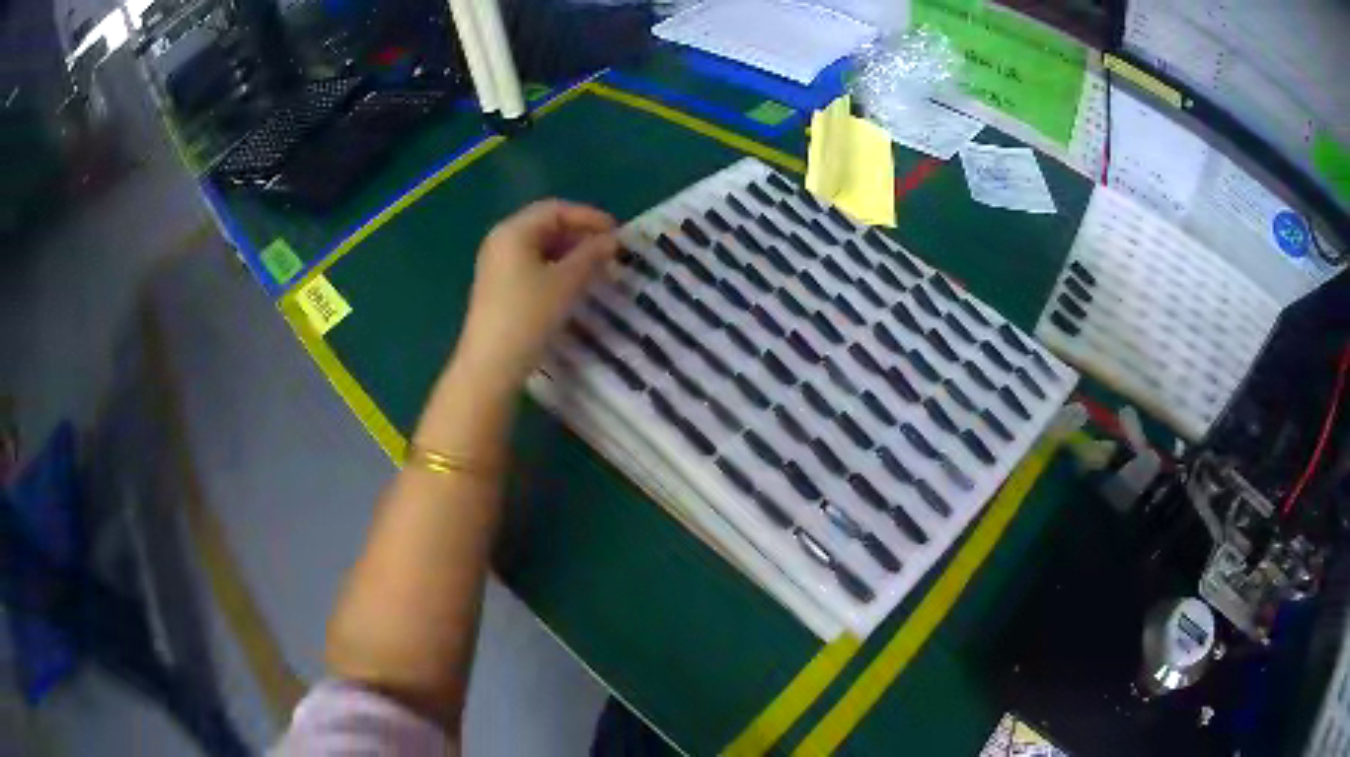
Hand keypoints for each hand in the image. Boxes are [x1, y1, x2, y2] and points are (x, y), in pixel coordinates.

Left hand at [451, 200, 618, 394]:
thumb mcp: (567, 282)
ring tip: (598, 270)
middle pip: (546, 226)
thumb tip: (613, 241)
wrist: (491, 364)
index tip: (618, 234)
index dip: (589, 217)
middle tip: (610, 253)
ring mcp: (496, 266)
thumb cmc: (529, 315)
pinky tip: (574, 286)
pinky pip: (531, 267)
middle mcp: (501, 241)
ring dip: (570, 254)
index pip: (556, 210)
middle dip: (580, 236)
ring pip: (540, 248)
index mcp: (514, 231)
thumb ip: (592, 255)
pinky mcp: (498, 288)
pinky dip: (555, 269)